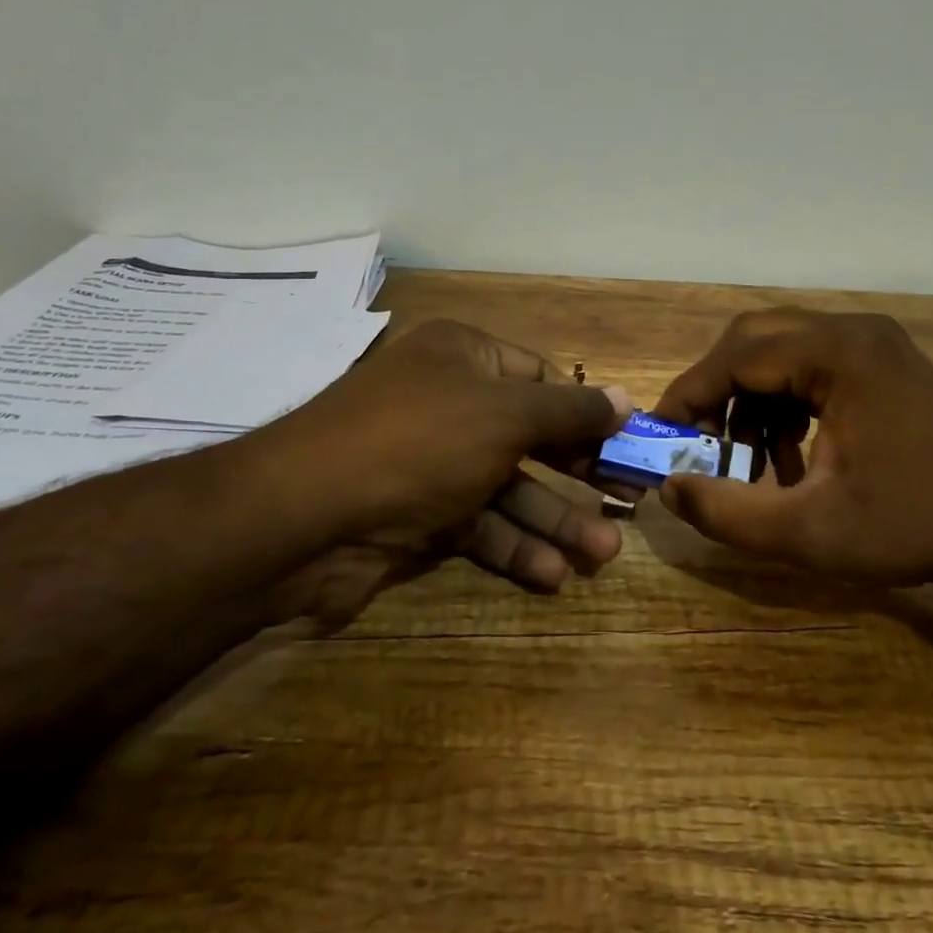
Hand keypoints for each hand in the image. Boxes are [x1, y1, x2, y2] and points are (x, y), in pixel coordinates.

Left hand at [246, 319, 632, 593]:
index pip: (539, 377)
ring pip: (507, 487)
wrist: (305, 515)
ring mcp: (431, 461)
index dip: (584, 411)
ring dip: (553, 521)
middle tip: (626, 503)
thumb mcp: (507, 414)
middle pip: (529, 436)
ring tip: (602, 554)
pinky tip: (550, 575)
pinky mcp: (416, 515)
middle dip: (577, 474)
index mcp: (464, 356)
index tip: (624, 445)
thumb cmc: (421, 439)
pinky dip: (512, 547)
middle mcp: (448, 402)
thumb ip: (571, 411)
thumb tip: (627, 399)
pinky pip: (477, 525)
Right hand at [653, 310, 932, 599]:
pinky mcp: (884, 362)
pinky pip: (813, 367)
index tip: (662, 434)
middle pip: (755, 339)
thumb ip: (726, 511)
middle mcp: (852, 331)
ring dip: (753, 402)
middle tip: (699, 439)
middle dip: (717, 390)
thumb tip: (669, 488)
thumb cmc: (913, 525)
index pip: (736, 355)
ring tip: (753, 464)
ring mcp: (873, 343)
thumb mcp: (809, 531)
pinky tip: (793, 459)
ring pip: (782, 352)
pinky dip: (787, 405)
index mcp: (837, 354)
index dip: (689, 394)